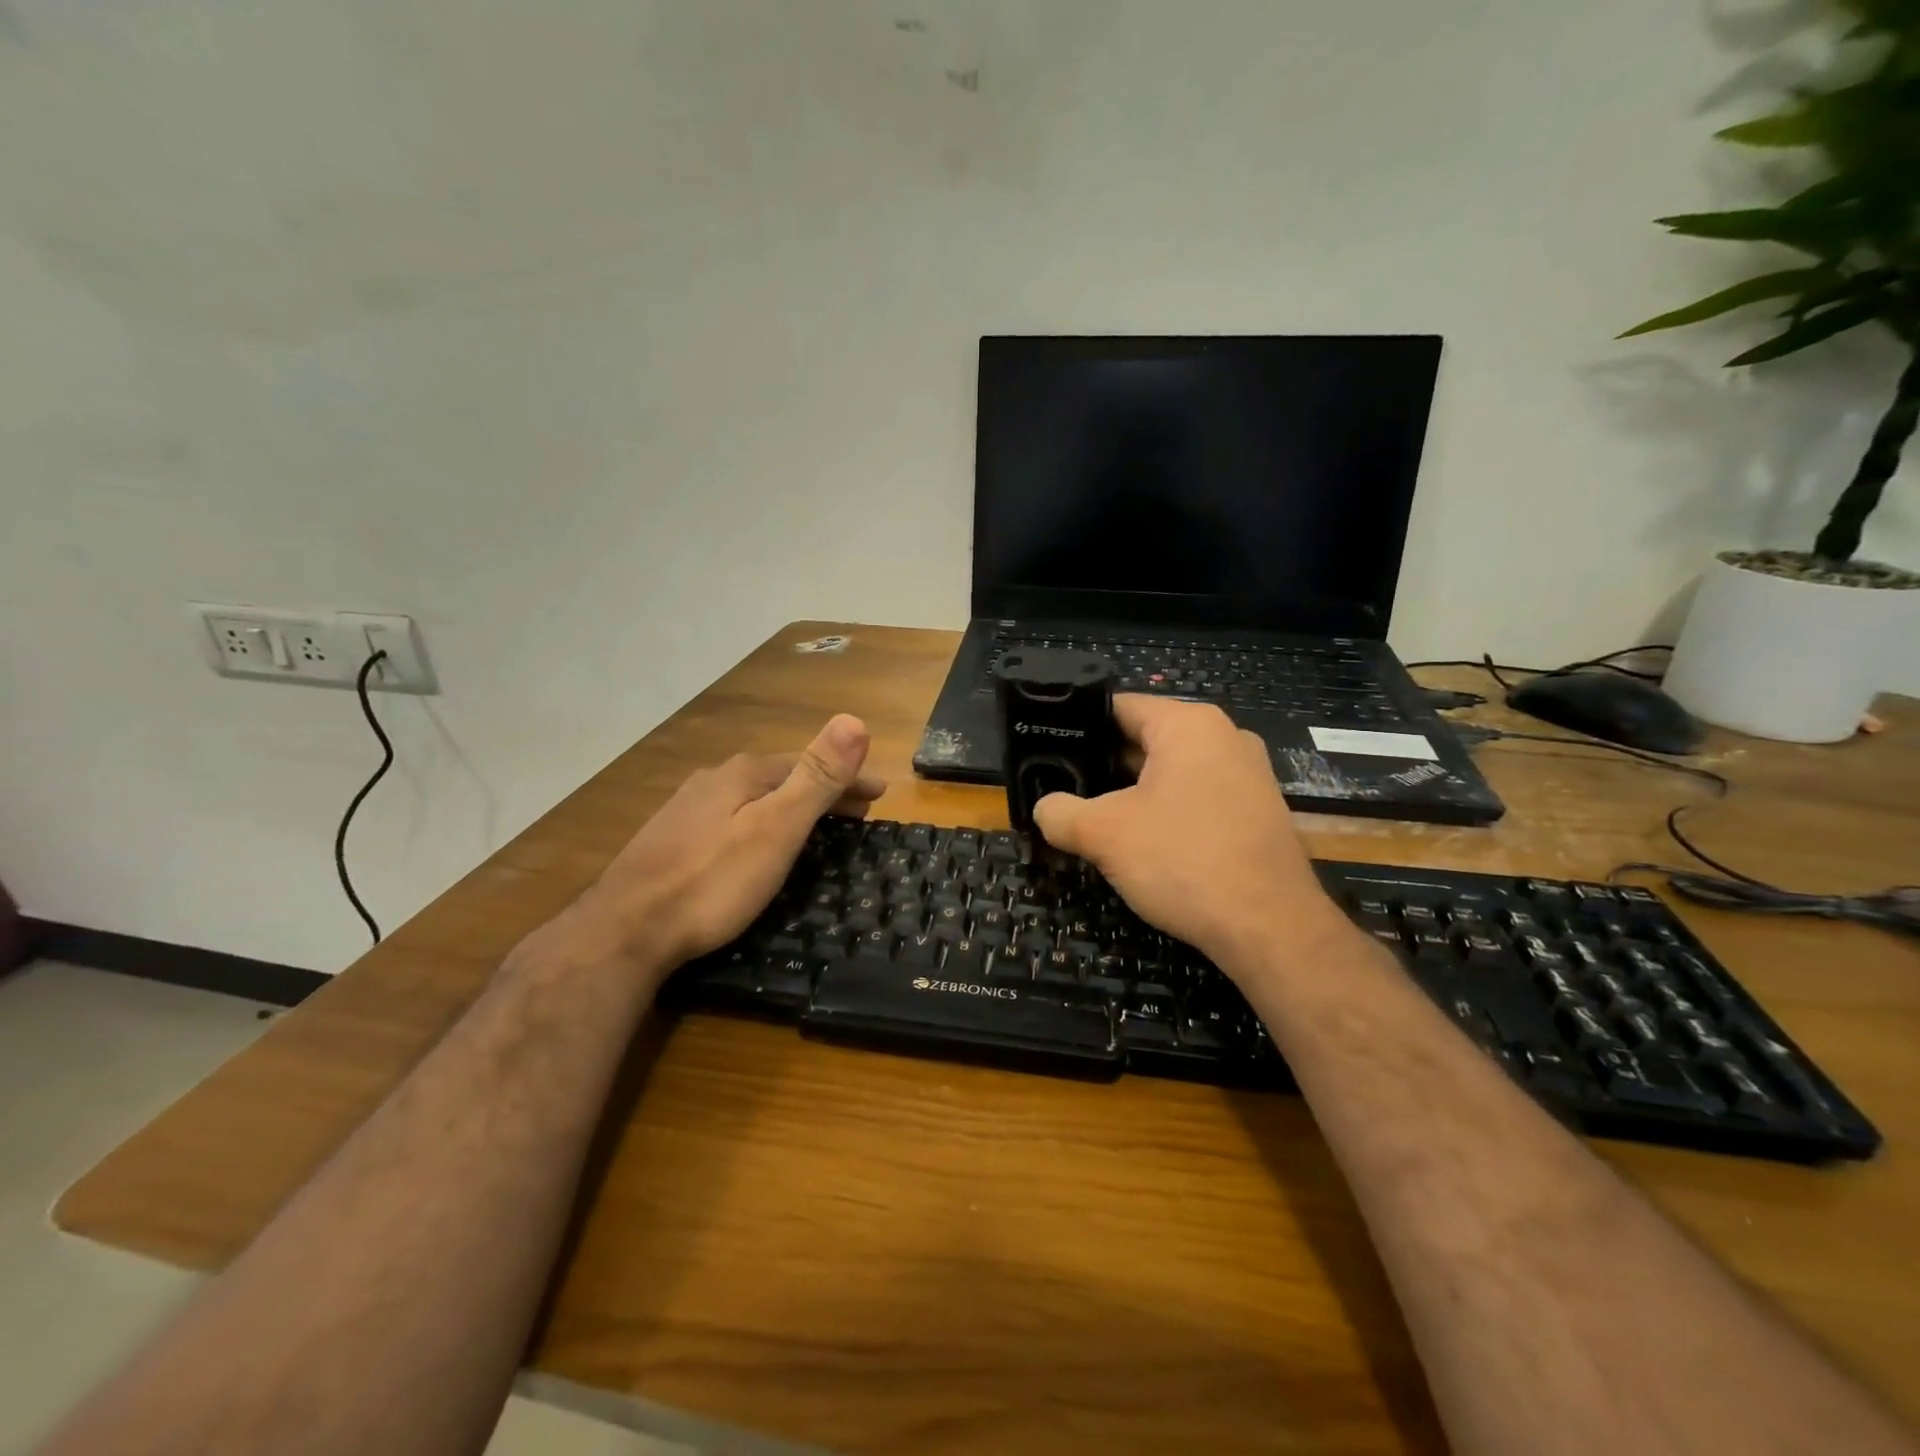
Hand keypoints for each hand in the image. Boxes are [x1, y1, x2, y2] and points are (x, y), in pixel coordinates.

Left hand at [578, 715, 883, 968]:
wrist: (625, 930)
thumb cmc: (713, 881)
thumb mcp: (776, 828)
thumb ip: (816, 776)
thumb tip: (854, 719)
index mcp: (744, 773)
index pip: (811, 765)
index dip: (850, 778)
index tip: (880, 795)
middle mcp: (714, 780)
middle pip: (782, 779)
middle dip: (823, 792)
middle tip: (858, 814)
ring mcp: (687, 809)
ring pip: (755, 798)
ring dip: (791, 806)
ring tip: (816, 827)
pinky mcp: (671, 839)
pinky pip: (732, 818)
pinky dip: (762, 823)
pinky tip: (757, 842)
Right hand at [1032, 696, 1342, 974]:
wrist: (1270, 928)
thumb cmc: (1183, 860)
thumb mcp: (1103, 834)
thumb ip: (1060, 812)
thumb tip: (1044, 809)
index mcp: (1189, 725)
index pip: (1119, 707)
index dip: (1077, 726)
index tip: (1046, 749)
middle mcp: (1225, 738)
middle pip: (1146, 739)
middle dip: (1103, 765)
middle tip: (1062, 788)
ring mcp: (1247, 775)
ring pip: (1171, 772)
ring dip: (1132, 793)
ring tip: (1093, 817)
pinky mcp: (1257, 812)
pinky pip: (1197, 798)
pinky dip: (1166, 812)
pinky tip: (1141, 843)